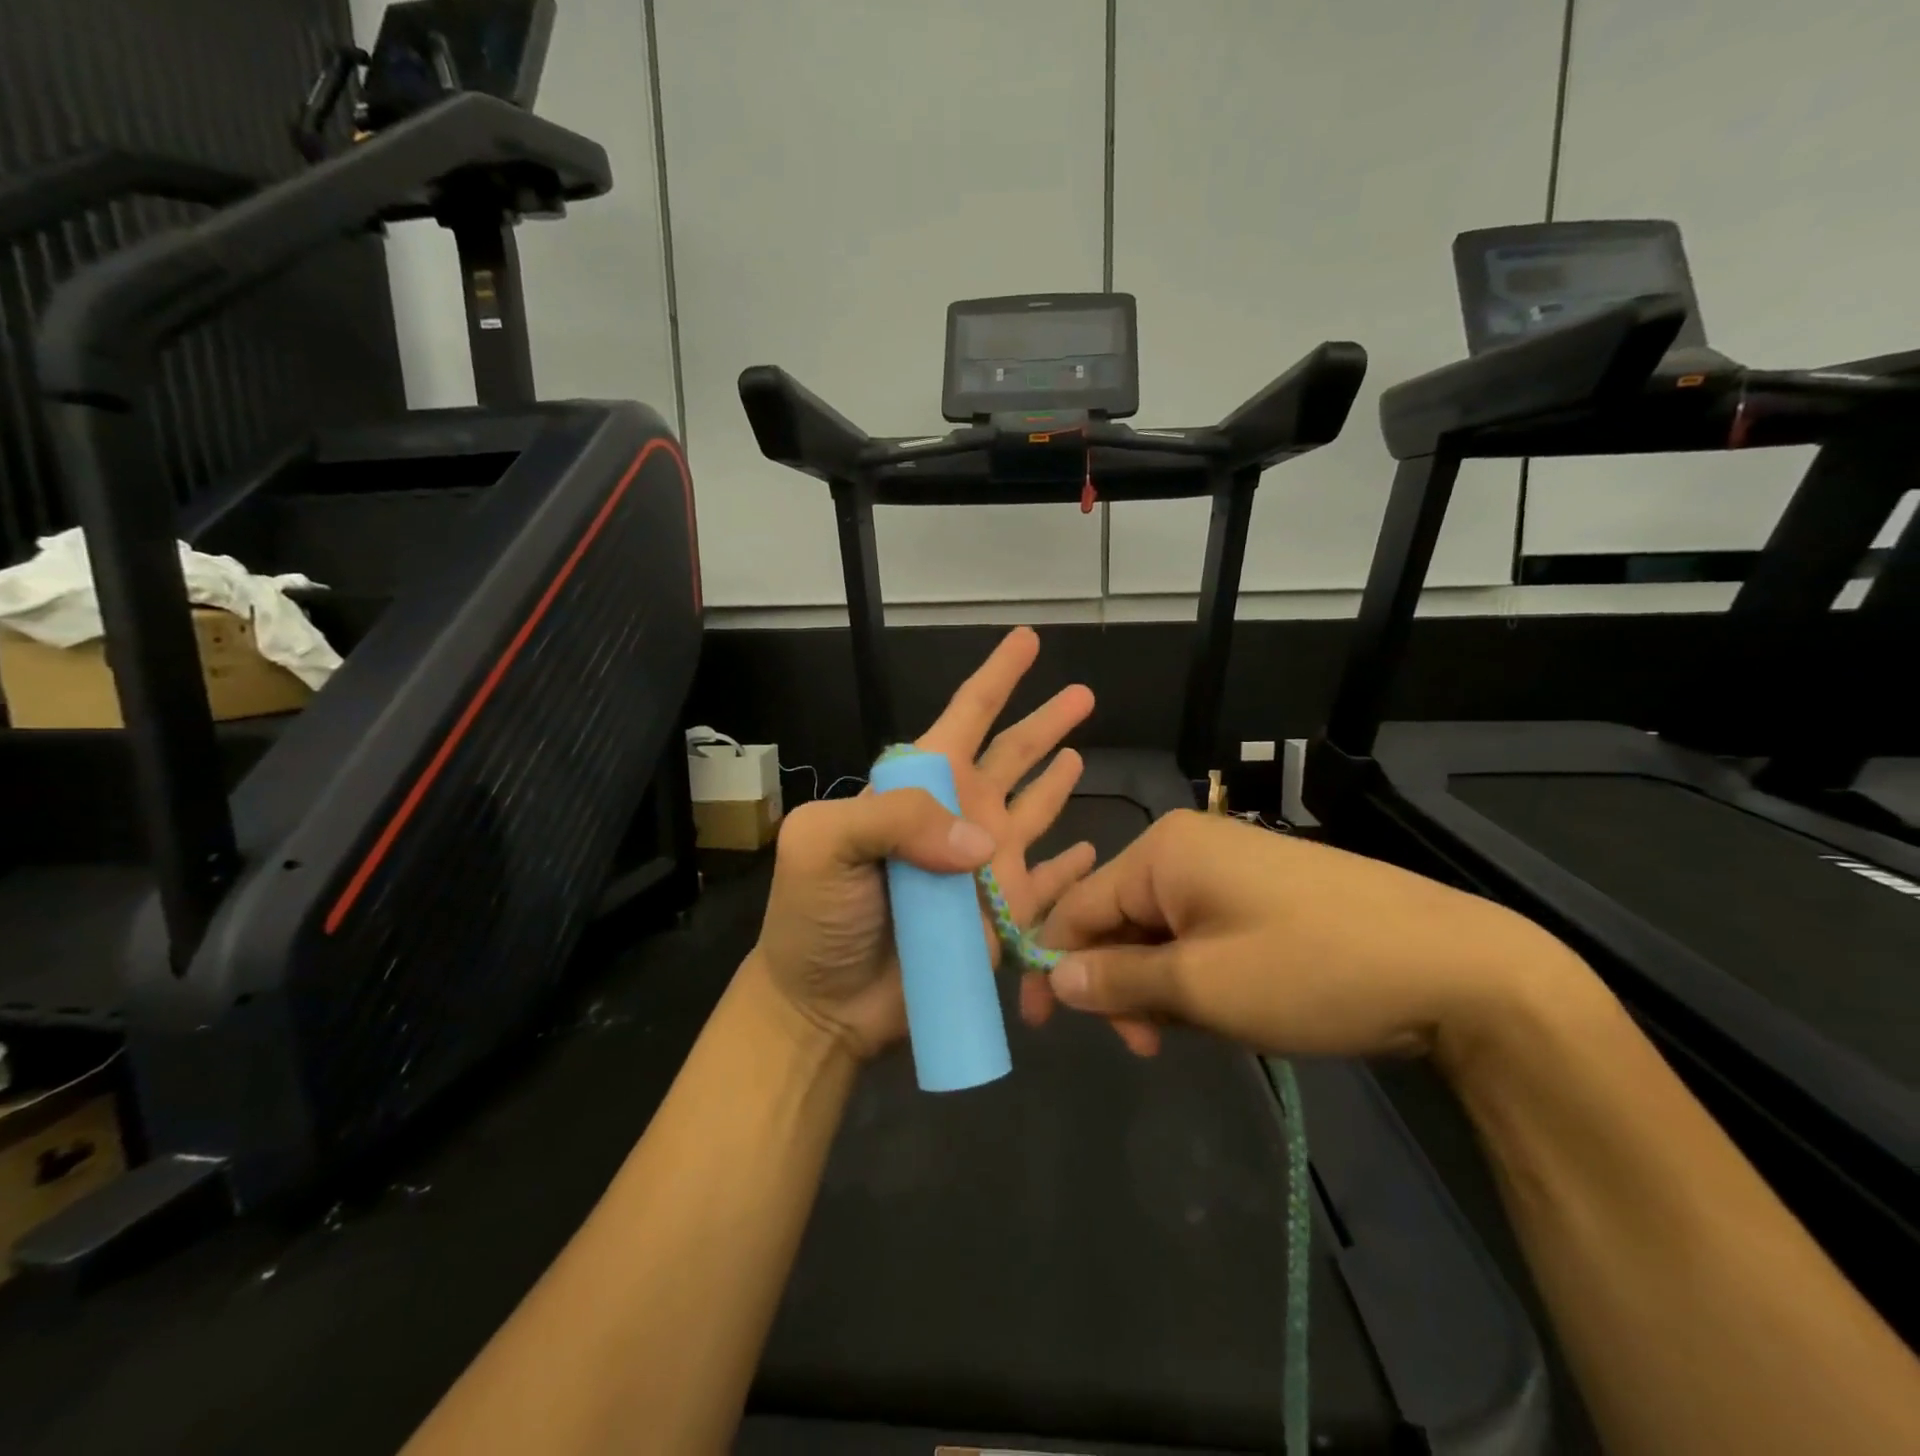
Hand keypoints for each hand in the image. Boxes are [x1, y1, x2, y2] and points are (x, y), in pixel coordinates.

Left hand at [754, 627, 1098, 1059]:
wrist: (826, 1003)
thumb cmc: (816, 915)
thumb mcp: (825, 844)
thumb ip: (896, 819)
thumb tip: (983, 838)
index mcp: (919, 786)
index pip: (966, 716)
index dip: (997, 676)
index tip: (1027, 639)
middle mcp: (960, 815)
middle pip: (1013, 755)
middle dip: (1045, 722)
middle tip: (1085, 694)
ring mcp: (986, 866)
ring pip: (1036, 808)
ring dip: (1057, 781)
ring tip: (1083, 753)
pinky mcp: (1005, 915)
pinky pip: (1050, 882)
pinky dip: (1073, 866)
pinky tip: (1095, 848)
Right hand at [1032, 809, 1580, 1063]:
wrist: (1458, 967)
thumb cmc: (1312, 970)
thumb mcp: (1201, 986)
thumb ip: (1118, 980)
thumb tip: (1054, 977)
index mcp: (1163, 851)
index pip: (1078, 906)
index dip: (1053, 964)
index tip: (1041, 1027)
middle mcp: (1188, 845)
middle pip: (1119, 918)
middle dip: (1119, 983)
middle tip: (1144, 1046)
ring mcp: (1230, 865)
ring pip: (1161, 930)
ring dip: (1160, 985)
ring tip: (1196, 1033)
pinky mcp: (1263, 890)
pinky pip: (1201, 930)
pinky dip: (1197, 973)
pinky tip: (1228, 1008)